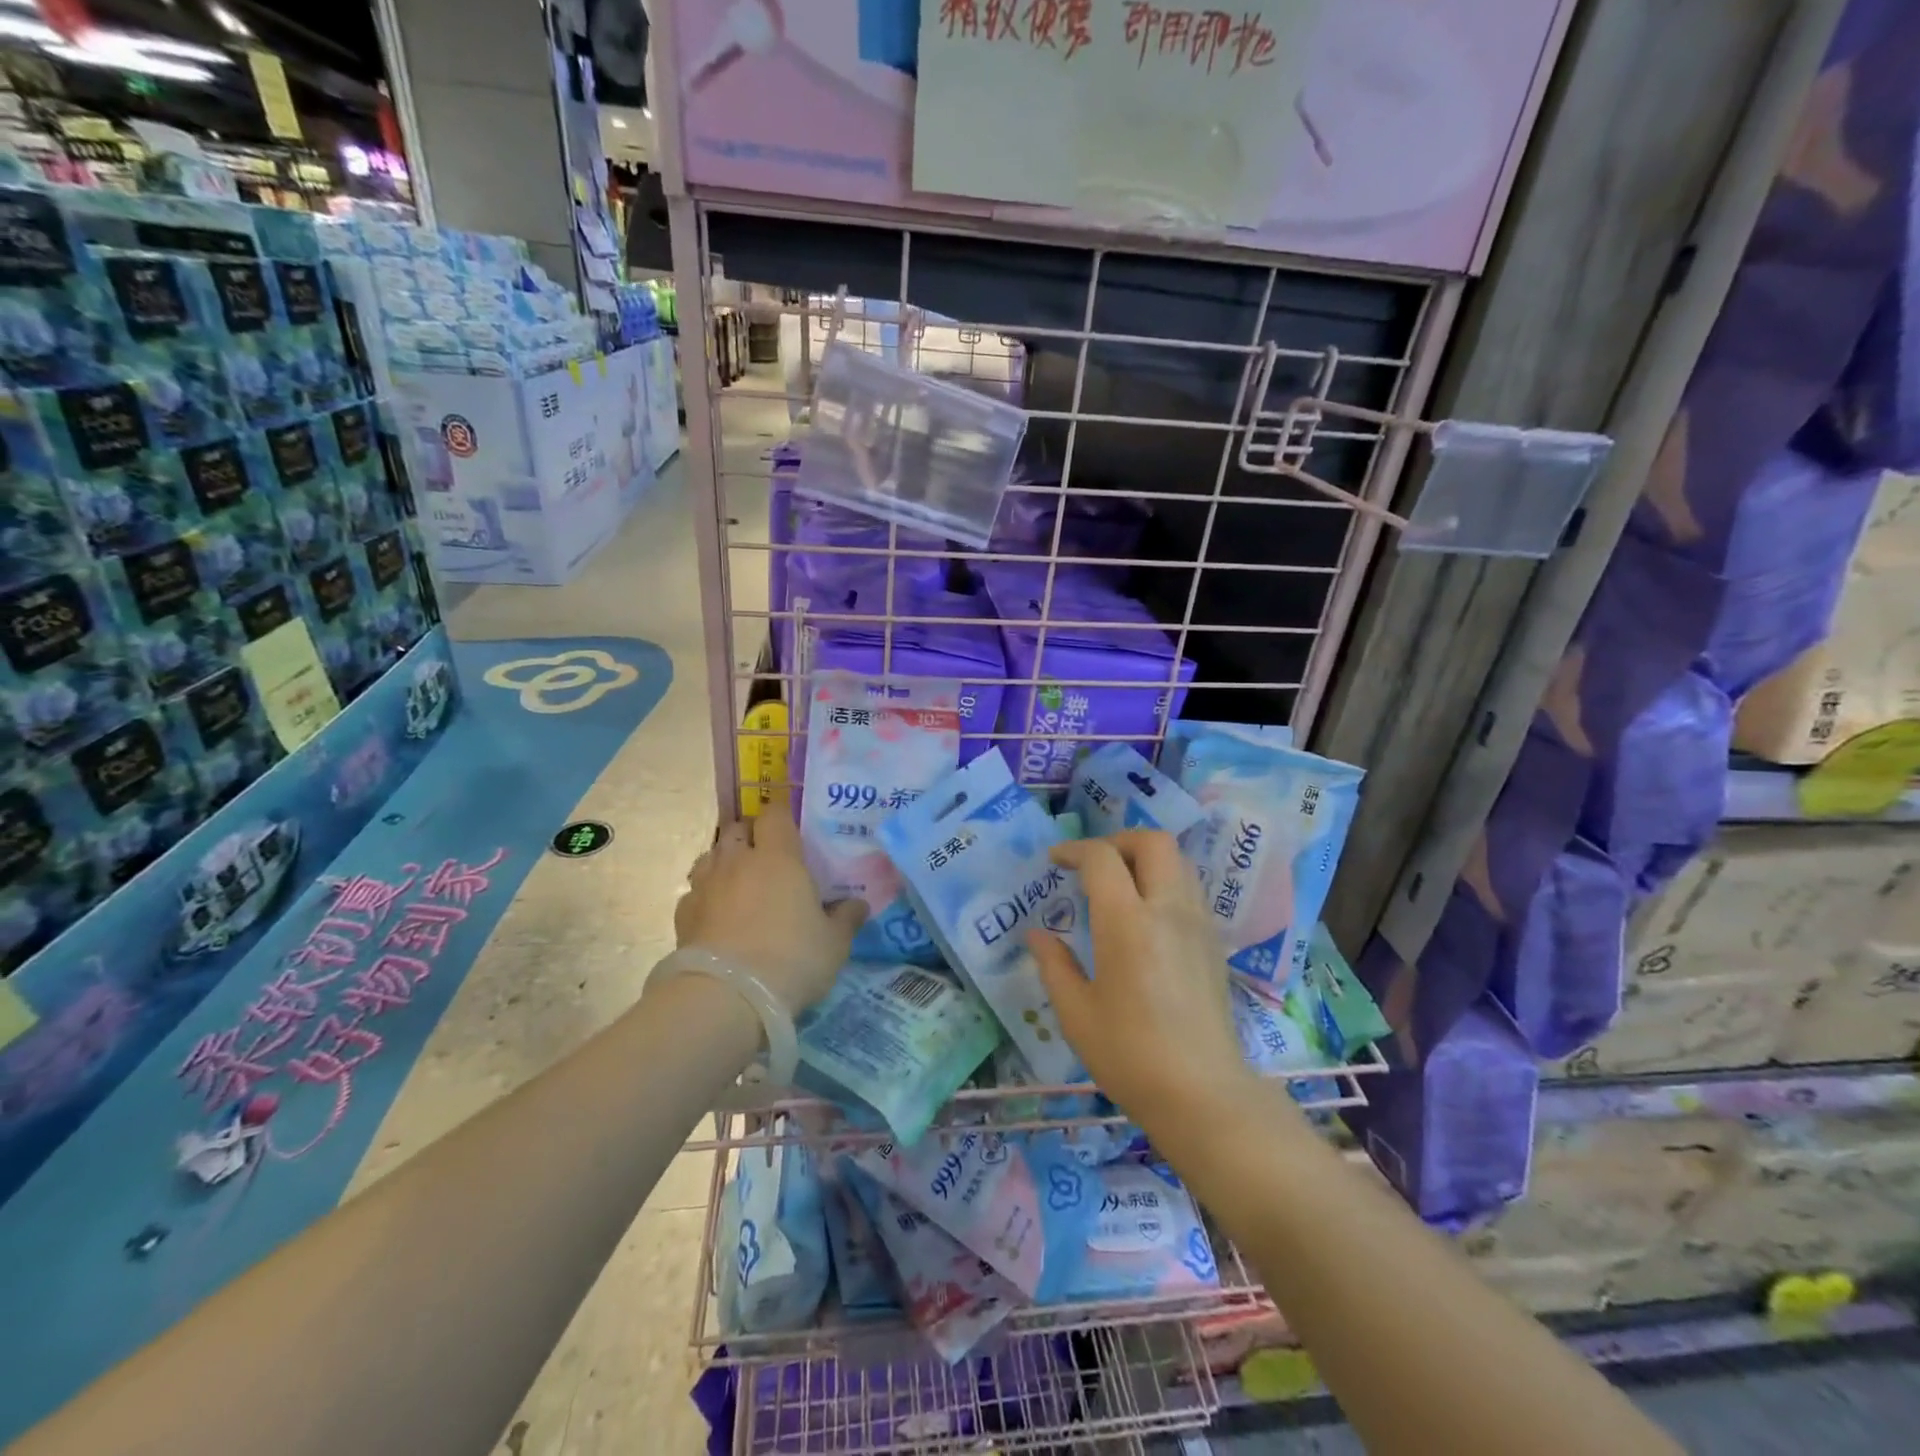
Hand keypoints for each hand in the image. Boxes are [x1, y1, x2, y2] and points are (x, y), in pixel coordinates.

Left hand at [675, 790, 864, 1014]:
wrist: (726, 996)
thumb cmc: (791, 959)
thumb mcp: (834, 943)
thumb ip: (846, 919)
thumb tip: (858, 904)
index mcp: (778, 857)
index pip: (775, 814)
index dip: (782, 817)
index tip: (792, 831)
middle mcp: (738, 861)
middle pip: (737, 829)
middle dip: (750, 837)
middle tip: (768, 858)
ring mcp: (705, 886)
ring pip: (711, 856)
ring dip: (725, 863)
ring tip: (740, 885)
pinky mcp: (682, 915)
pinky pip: (694, 892)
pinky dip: (705, 897)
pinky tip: (717, 917)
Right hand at [1028, 831, 1255, 1126]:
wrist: (1203, 1094)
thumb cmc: (1130, 1055)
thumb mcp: (1076, 1014)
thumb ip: (1054, 965)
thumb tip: (1037, 935)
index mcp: (1127, 924)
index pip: (1102, 859)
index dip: (1074, 850)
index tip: (1055, 862)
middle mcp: (1168, 911)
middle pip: (1154, 842)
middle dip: (1118, 841)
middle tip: (1092, 865)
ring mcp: (1198, 924)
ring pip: (1178, 861)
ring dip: (1145, 860)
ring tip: (1118, 886)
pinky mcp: (1214, 943)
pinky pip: (1190, 889)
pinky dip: (1164, 883)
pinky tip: (1145, 917)